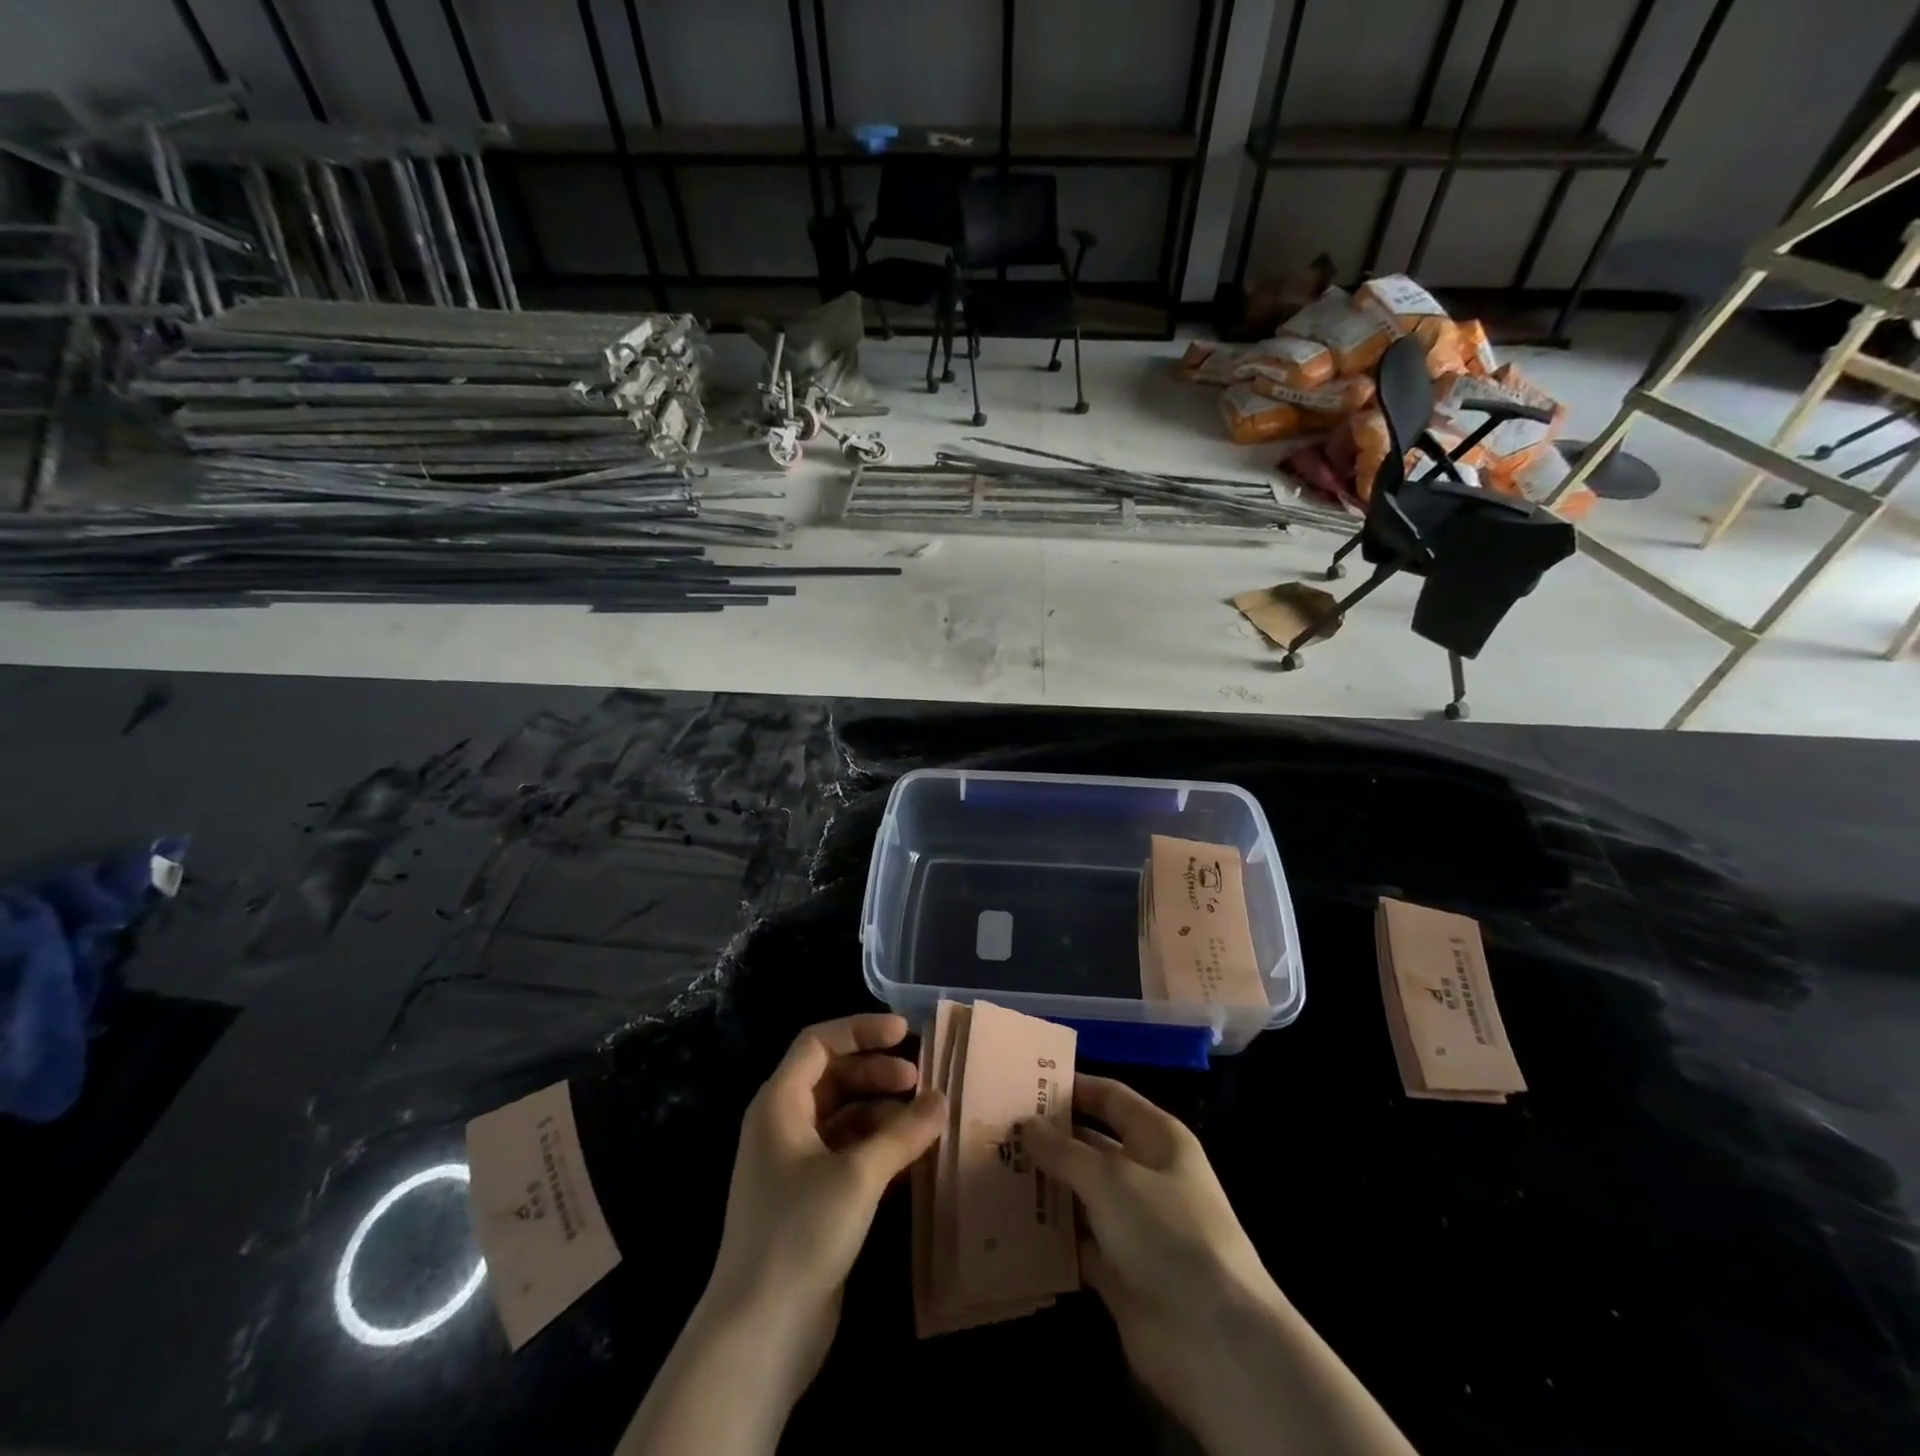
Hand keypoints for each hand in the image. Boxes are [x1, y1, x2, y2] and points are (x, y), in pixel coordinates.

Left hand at [704, 1013, 943, 1388]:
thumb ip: (903, 1133)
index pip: (819, 1043)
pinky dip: (878, 1149)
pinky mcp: (809, 1201)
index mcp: (779, 1104)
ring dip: (883, 1114)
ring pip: (843, 1118)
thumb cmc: (800, 1233)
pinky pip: (847, 1155)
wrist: (759, 1333)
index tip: (905, 1033)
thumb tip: (942, 1100)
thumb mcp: (857, 1175)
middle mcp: (782, 1126)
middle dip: (877, 1073)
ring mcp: (794, 1166)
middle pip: (833, 1078)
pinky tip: (912, 1161)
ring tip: (924, 1122)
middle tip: (920, 1081)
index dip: (861, 1030)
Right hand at [1023, 1077, 1284, 1433]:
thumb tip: (1026, 1124)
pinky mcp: (1119, 1271)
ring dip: (1044, 1188)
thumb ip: (1064, 1151)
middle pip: (1090, 1147)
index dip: (1072, 1088)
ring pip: (1080, 1196)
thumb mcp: (1111, 1179)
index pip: (1110, 1098)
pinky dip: (1049, 1237)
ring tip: (991, 1173)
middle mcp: (1146, 1175)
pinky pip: (1077, 1244)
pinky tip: (1009, 1226)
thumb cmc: (1167, 1234)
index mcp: (1157, 1139)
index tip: (1024, 1084)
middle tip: (996, 1131)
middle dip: (1048, 1140)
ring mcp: (1133, 1225)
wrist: (1214, 1341)